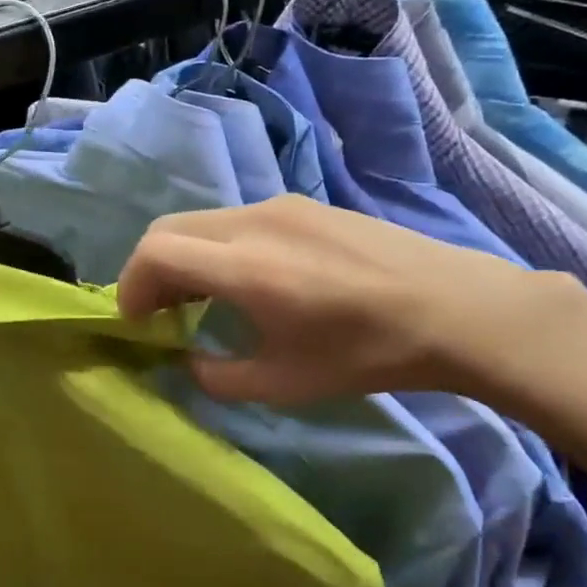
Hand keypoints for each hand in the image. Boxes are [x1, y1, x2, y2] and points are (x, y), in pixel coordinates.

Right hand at [116, 195, 586, 406]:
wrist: (456, 309)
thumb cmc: (368, 352)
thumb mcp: (285, 383)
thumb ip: (218, 376)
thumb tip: (190, 361)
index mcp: (245, 267)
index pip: (155, 252)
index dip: (130, 287)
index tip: (137, 322)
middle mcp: (253, 222)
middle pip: (168, 228)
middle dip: (149, 270)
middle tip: (160, 313)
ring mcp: (281, 205)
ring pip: (202, 222)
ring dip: (184, 258)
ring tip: (202, 300)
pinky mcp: (304, 204)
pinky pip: (236, 220)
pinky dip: (216, 248)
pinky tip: (248, 281)